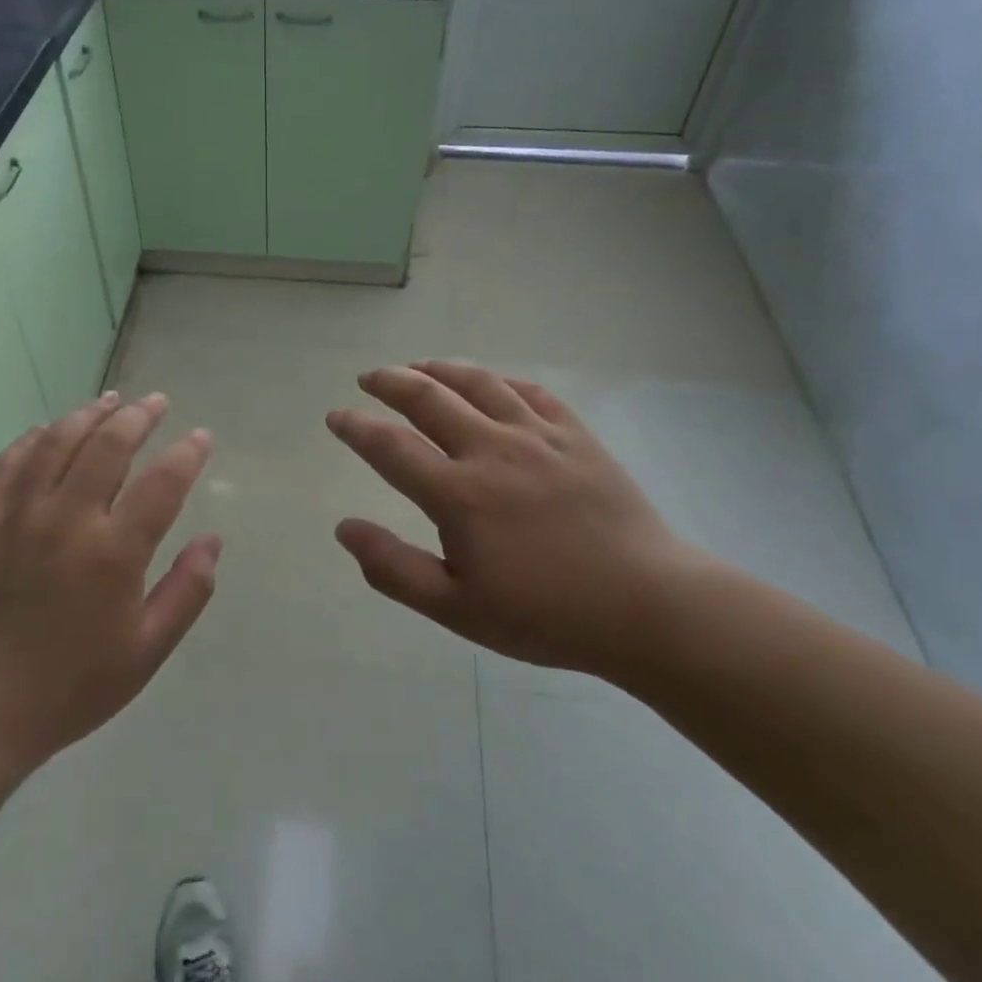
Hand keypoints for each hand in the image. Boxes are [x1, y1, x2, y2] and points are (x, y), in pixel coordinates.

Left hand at [0, 392, 220, 816]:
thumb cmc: (71, 686)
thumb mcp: (146, 652)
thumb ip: (187, 592)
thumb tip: (213, 541)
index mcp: (113, 554)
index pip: (163, 482)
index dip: (188, 453)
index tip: (202, 437)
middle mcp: (68, 521)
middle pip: (109, 445)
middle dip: (139, 416)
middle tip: (156, 402)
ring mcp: (19, 516)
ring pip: (57, 442)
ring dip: (88, 414)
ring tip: (110, 401)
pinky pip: (8, 464)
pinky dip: (32, 439)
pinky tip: (47, 431)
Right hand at [327, 362, 701, 684]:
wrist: (646, 606)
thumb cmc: (545, 615)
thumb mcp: (456, 609)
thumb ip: (393, 567)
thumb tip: (344, 528)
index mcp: (458, 494)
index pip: (390, 446)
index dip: (356, 427)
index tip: (336, 416)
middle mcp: (492, 450)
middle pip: (428, 398)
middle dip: (390, 383)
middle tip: (369, 379)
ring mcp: (538, 436)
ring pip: (478, 384)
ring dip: (439, 369)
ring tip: (418, 366)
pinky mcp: (576, 436)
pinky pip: (531, 391)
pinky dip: (500, 381)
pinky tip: (490, 384)